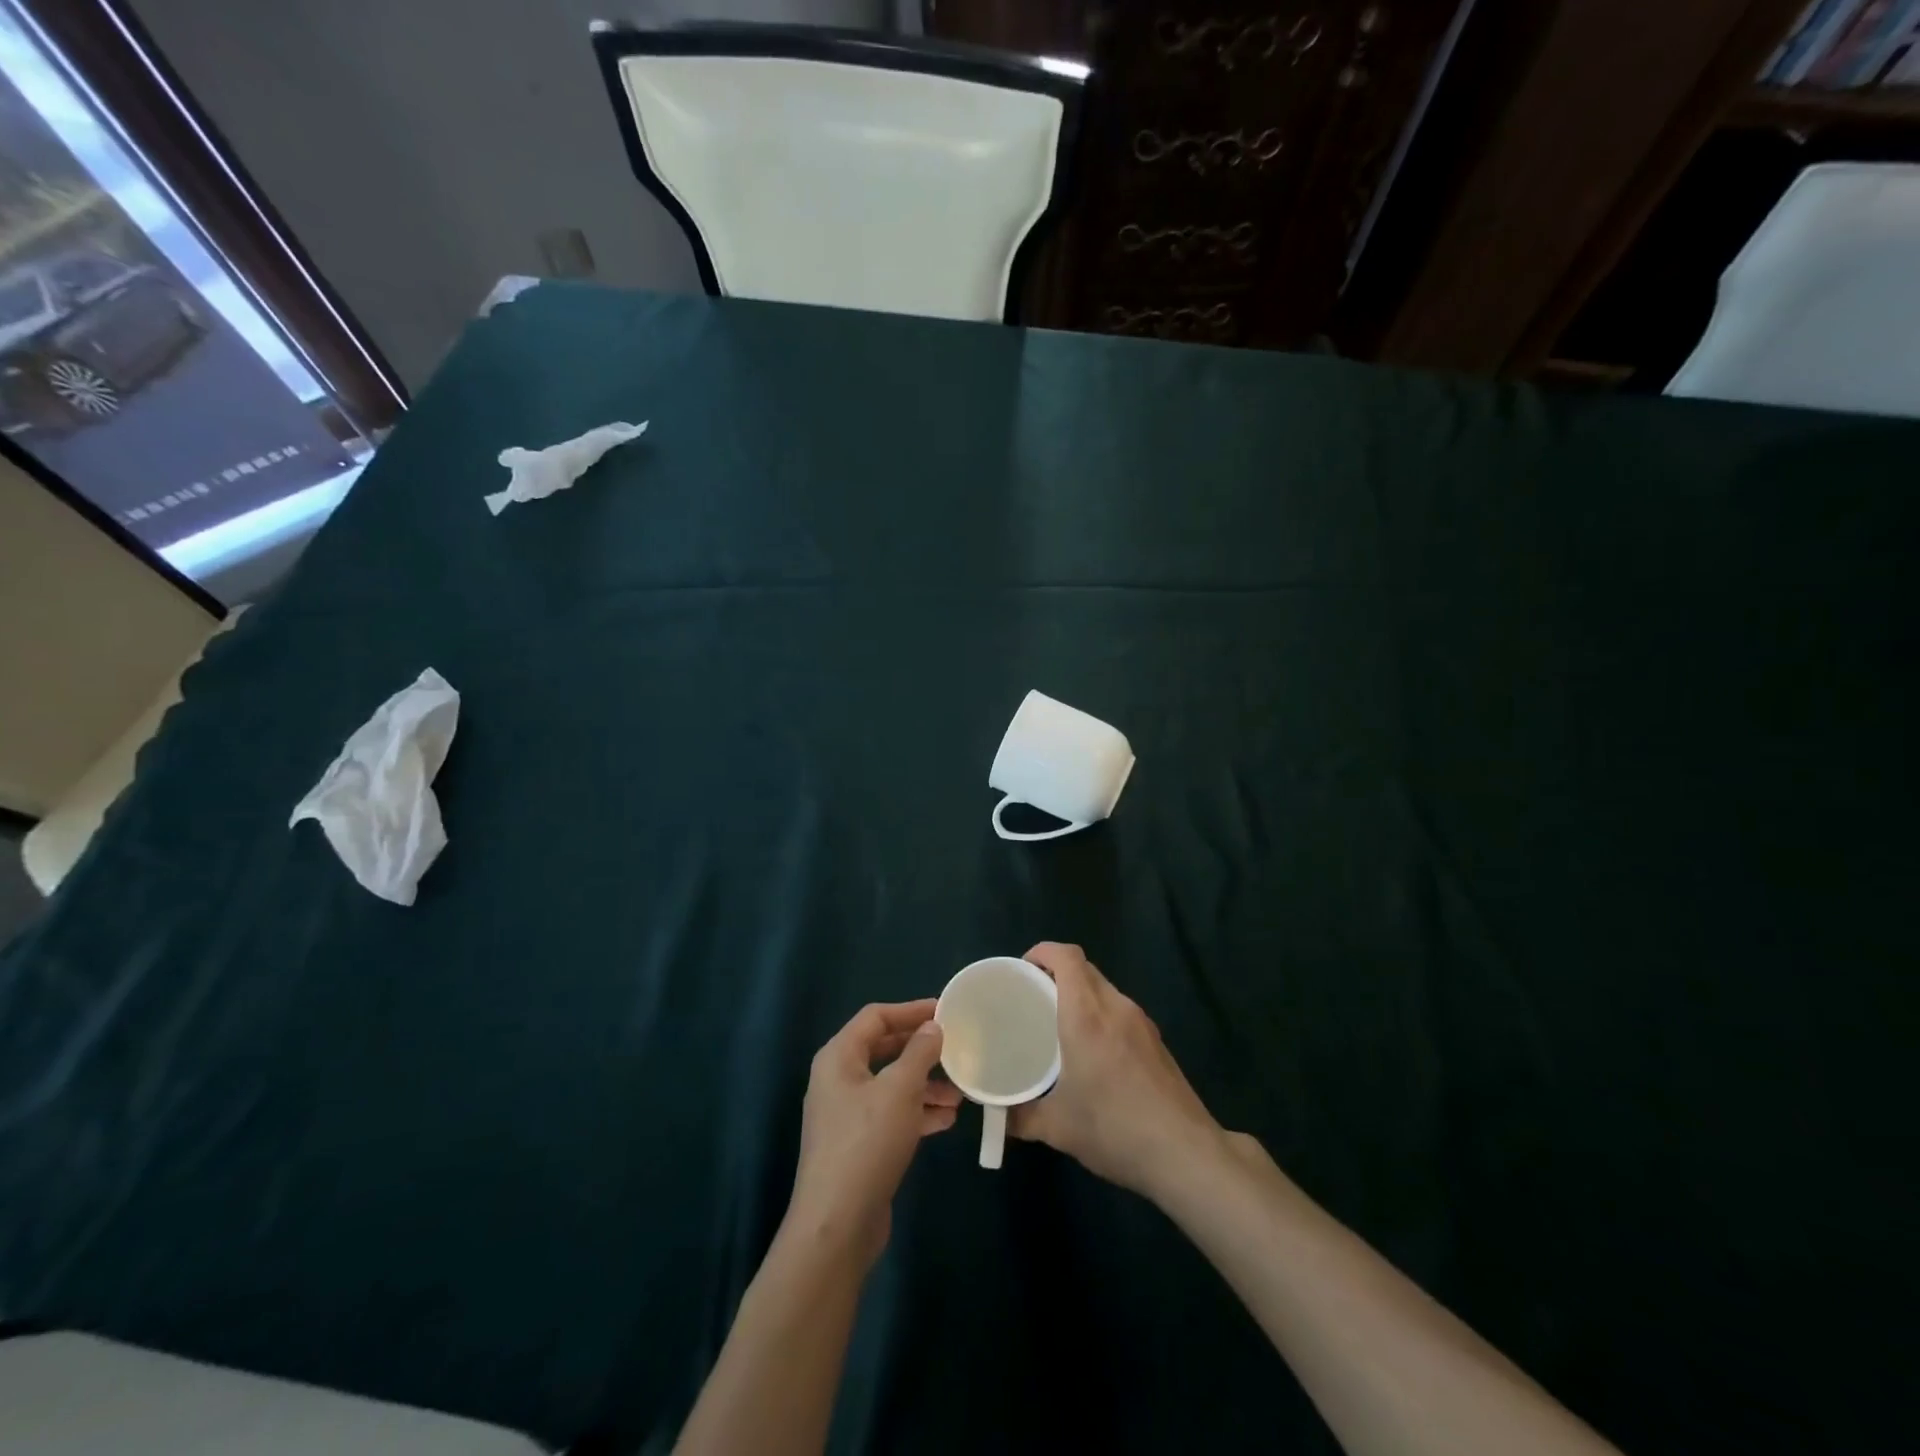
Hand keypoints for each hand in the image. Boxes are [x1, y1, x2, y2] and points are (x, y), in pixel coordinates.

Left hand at [784, 999, 961, 1269]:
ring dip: (925, 1084)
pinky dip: (917, 1112)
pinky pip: (891, 1114)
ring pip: (891, 1085)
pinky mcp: (858, 1145)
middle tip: (956, 1048)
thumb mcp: (900, 1090)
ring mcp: (846, 1114)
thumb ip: (919, 1052)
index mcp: (839, 1057)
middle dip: (921, 1050)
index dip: (910, 1010)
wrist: (837, 1225)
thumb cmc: (867, 1142)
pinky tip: (946, 1119)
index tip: (945, 1010)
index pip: (876, 1017)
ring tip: (960, 1092)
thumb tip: (933, 1027)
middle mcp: (838, 1079)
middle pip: (884, 1050)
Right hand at [1011, 943, 1224, 1201]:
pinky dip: (1101, 1014)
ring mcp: (1141, 1022)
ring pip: (1105, 988)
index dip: (1042, 952)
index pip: (1066, 957)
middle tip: (1033, 997)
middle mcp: (1115, 1007)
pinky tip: (1094, 1051)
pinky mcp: (1157, 1040)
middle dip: (1057, 972)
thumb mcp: (1057, 1128)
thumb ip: (1021, 1116)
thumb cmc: (1114, 1129)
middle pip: (1085, 968)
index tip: (1022, 970)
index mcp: (1086, 1015)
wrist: (1185, 1154)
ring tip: (1059, 1024)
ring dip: (1081, 994)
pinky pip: (1120, 1010)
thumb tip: (998, 1116)